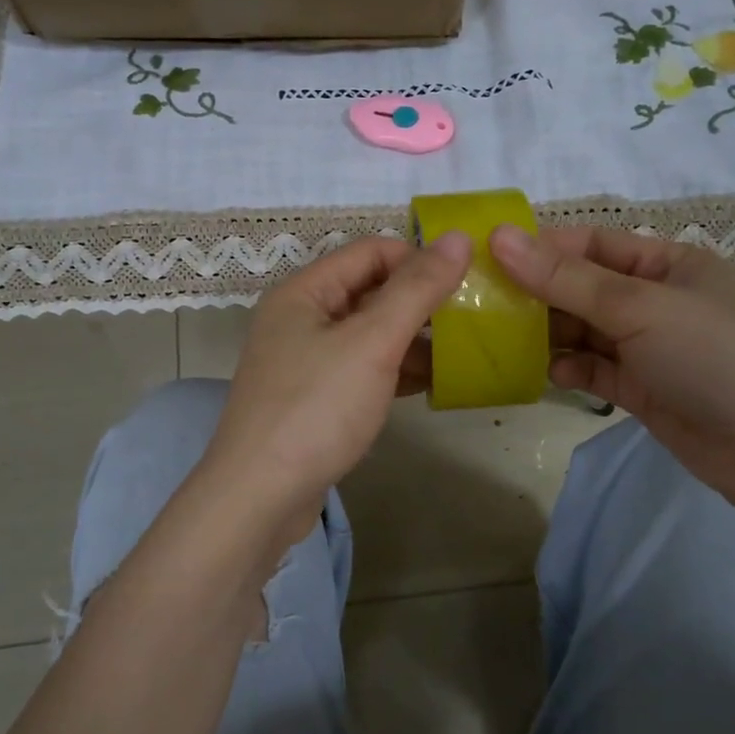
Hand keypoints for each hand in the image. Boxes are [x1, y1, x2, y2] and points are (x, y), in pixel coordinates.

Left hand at [205, 233, 472, 544]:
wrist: (259, 496)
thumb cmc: (315, 409)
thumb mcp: (372, 342)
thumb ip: (416, 289)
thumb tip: (459, 237)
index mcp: (305, 291)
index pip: (371, 252)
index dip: (419, 258)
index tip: (467, 281)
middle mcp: (301, 318)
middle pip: (371, 291)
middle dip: (421, 301)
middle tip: (474, 318)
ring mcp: (306, 361)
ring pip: (369, 334)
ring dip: (413, 339)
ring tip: (465, 352)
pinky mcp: (315, 398)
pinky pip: (363, 369)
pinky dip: (395, 370)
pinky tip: (433, 383)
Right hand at [489, 224, 734, 512]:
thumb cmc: (717, 356)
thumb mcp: (639, 307)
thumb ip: (566, 279)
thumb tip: (500, 237)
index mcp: (665, 263)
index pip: (591, 243)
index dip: (541, 247)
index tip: (487, 257)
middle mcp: (654, 300)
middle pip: (581, 287)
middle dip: (537, 294)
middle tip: (482, 304)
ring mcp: (648, 347)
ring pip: (582, 331)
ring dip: (547, 335)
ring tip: (503, 341)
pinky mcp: (642, 389)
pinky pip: (593, 369)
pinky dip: (569, 370)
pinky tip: (551, 375)